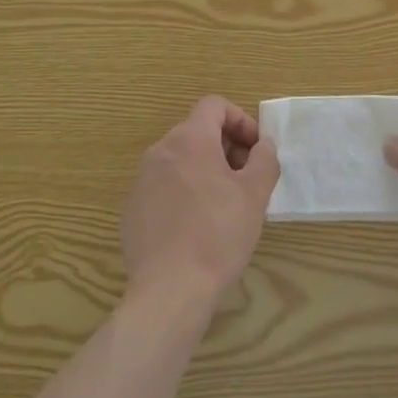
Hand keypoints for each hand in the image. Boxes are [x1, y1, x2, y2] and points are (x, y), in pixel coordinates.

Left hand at [122, 95, 279, 308]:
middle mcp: (161, 150)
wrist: (169, 291)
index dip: (240, 120)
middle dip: (226, 148)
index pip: (214, 105)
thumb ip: (264, 159)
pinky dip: (184, 195)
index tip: (256, 151)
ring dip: (206, 171)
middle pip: (197, 132)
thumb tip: (263, 145)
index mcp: (189, 139)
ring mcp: (142, 180)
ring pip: (180, 161)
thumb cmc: (218, 235)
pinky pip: (164, 188)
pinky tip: (198, 229)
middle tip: (247, 180)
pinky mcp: (133, 210)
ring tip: (225, 206)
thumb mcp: (255, 195)